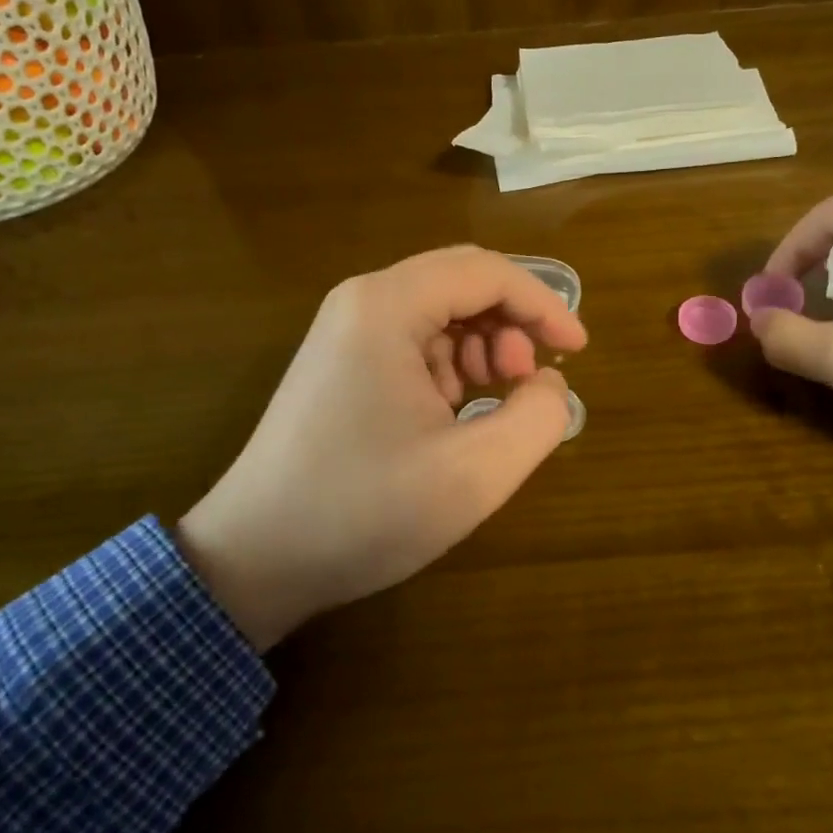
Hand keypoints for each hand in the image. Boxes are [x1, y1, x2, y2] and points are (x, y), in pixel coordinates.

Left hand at [176, 246, 586, 647]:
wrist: (255, 559)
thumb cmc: (364, 512)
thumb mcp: (473, 474)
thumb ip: (538, 419)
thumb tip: (549, 383)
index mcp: (387, 307)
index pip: (485, 272)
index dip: (543, 304)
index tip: (578, 350)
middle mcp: (362, 302)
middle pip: (461, 282)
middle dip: (512, 323)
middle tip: (530, 379)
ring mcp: (346, 331)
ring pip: (440, 311)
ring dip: (483, 345)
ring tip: (495, 401)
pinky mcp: (341, 363)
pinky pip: (414, 341)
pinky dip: (452, 366)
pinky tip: (456, 414)